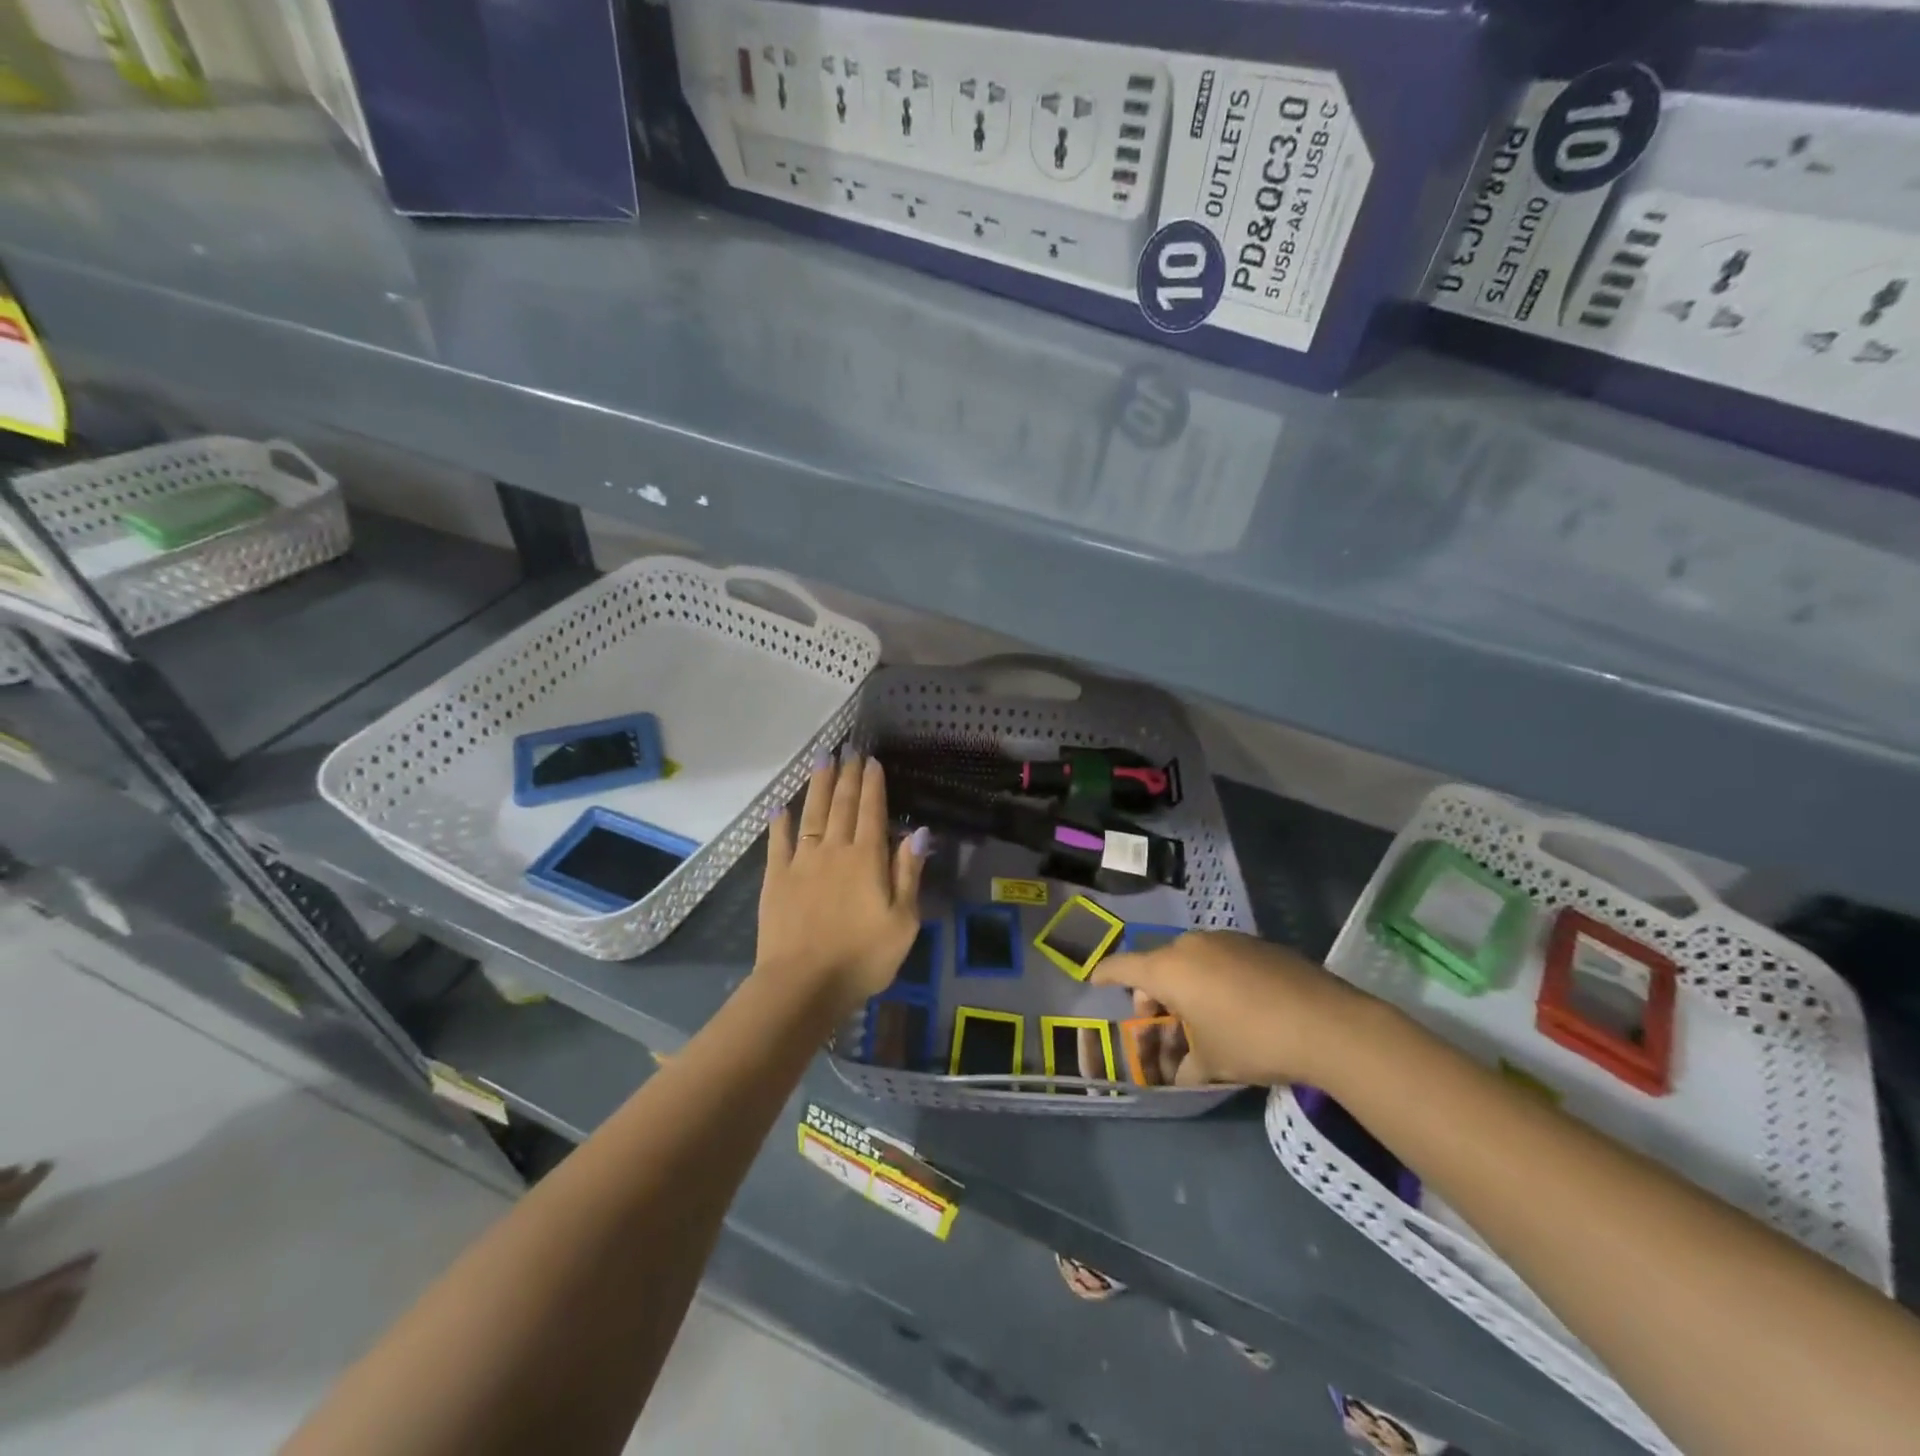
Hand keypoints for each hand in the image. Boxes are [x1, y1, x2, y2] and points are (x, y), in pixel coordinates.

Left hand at [757, 748, 927, 1016]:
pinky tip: (781, 807)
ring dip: (817, 785)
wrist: (803, 985)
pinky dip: (780, 822)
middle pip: (841, 805)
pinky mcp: (776, 879)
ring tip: (821, 759)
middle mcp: (834, 850)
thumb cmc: (862, 958)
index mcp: (867, 859)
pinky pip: (779, 843)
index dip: (872, 784)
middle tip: (848, 748)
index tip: (871, 760)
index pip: (871, 811)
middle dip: (846, 775)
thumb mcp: (903, 921)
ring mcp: (802, 862)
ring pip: (811, 814)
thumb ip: (908, 873)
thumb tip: (918, 832)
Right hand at [1091, 930, 1368, 1086]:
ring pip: (1190, 961)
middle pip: (1158, 965)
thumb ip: (1185, 1068)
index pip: (1123, 966)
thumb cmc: (1252, 1041)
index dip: (1106, 974)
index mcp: (1169, 969)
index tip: (1095, 981)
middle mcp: (1191, 945)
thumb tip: (1177, 1077)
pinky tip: (1234, 1008)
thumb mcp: (1212, 1063)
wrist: (1326, 1023)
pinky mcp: (1256, 944)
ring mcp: (1226, 940)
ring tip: (1201, 1020)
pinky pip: (1220, 959)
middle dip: (1153, 995)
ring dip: (1185, 987)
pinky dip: (1214, 979)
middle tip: (1162, 1026)